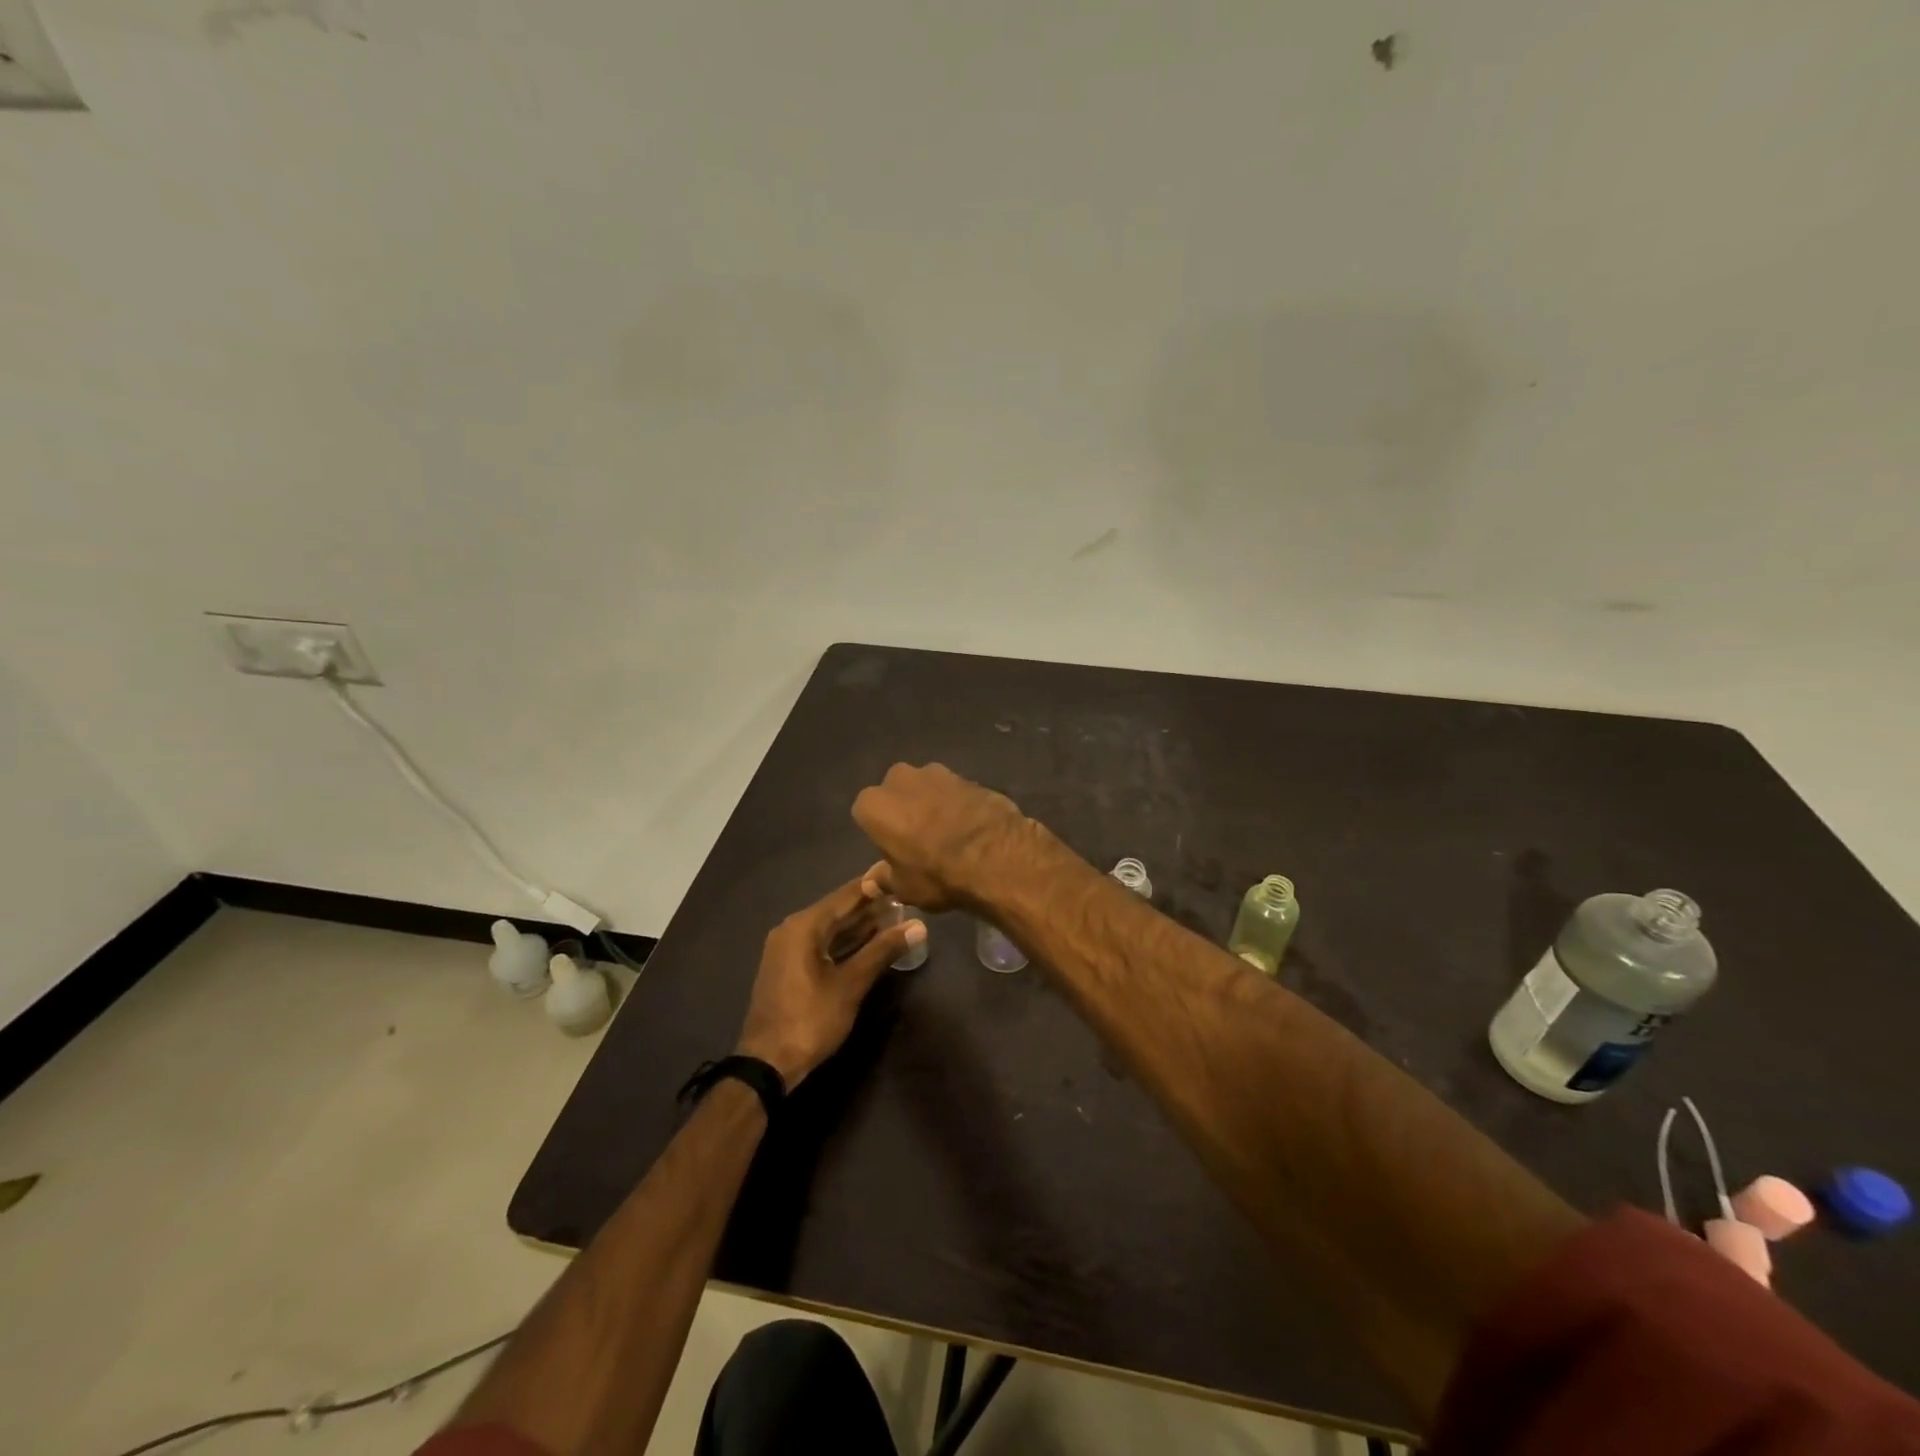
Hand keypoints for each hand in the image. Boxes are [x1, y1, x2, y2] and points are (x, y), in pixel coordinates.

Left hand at [735, 875, 924, 1088]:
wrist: (767, 1064)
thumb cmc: (810, 1019)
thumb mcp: (851, 984)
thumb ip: (883, 950)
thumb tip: (919, 925)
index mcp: (804, 926)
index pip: (846, 895)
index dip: (875, 886)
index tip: (903, 875)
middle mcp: (792, 929)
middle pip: (837, 910)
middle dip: (871, 907)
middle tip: (906, 900)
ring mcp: (788, 949)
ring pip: (830, 929)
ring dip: (860, 926)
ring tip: (896, 919)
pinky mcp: (789, 967)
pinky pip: (822, 944)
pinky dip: (845, 943)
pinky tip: (870, 944)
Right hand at [851, 762, 1030, 911]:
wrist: (995, 856)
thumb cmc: (936, 874)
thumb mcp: (904, 887)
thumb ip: (885, 878)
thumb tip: (873, 881)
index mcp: (874, 804)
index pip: (866, 814)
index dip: (881, 832)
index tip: (895, 850)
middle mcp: (899, 779)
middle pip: (895, 793)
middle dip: (904, 809)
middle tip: (919, 839)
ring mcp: (937, 772)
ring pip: (926, 787)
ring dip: (932, 803)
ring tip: (949, 832)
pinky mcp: (968, 775)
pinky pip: (954, 791)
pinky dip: (958, 804)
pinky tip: (970, 825)